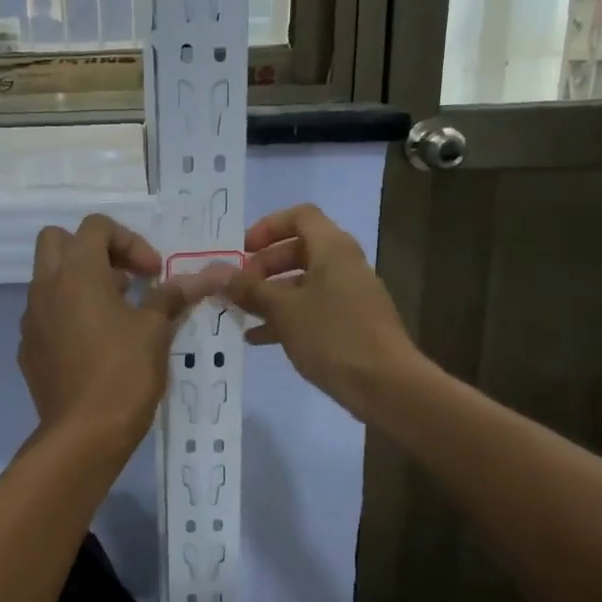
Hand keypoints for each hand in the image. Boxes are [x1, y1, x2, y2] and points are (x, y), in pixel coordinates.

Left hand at [19, 216, 221, 448]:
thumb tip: (203, 277)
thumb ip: (172, 296)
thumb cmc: (124, 373)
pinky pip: (46, 316)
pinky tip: (94, 346)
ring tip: (116, 314)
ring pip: (49, 280)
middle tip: (124, 279)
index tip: (153, 274)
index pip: (96, 226)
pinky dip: (68, 316)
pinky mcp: (29, 349)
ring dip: (80, 283)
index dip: (130, 241)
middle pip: (57, 240)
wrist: (84, 434)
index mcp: (76, 272)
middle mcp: (45, 287)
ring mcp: (31, 320)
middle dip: (93, 251)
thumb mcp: (155, 330)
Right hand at [220, 204, 422, 419]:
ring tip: (240, 314)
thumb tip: (215, 273)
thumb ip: (248, 289)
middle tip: (239, 287)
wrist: (385, 385)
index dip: (267, 227)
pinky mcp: (351, 323)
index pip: (300, 216)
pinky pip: (313, 308)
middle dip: (264, 266)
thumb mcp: (283, 310)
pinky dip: (287, 316)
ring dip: (271, 294)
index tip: (242, 252)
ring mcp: (350, 295)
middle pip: (299, 249)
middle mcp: (344, 264)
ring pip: (303, 283)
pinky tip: (259, 338)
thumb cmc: (332, 336)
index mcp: (332, 249)